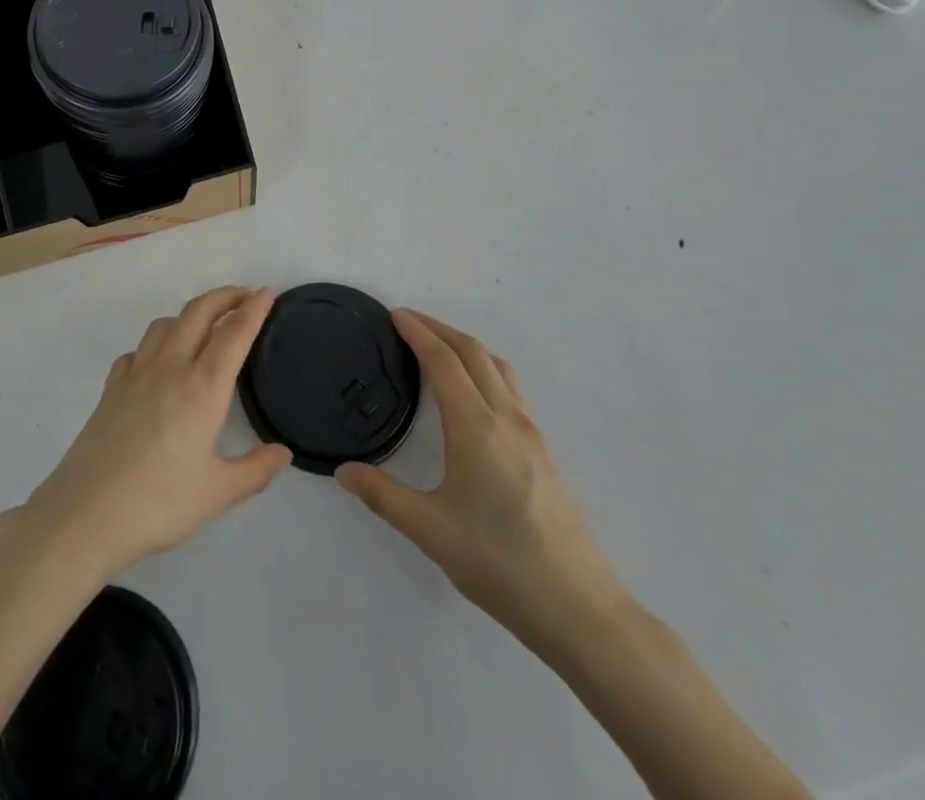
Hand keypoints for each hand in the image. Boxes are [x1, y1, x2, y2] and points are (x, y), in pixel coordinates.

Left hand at [6, 287, 291, 582]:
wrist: (86, 513)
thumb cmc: (159, 503)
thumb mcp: (218, 494)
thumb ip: (255, 470)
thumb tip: (282, 452)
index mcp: (203, 387)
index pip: (234, 333)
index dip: (253, 309)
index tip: (267, 294)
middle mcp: (170, 367)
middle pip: (198, 312)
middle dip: (224, 296)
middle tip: (244, 297)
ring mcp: (135, 374)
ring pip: (165, 324)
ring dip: (190, 315)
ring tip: (204, 327)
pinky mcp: (111, 388)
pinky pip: (138, 351)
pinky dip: (155, 345)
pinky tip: (158, 365)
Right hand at [336, 309, 632, 663]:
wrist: (580, 609)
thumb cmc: (501, 564)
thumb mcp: (430, 531)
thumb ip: (383, 496)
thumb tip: (343, 471)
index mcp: (476, 427)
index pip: (443, 362)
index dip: (418, 333)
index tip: (395, 315)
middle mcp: (507, 419)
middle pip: (473, 353)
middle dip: (440, 329)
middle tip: (409, 321)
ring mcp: (531, 433)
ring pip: (498, 367)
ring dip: (465, 345)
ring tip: (438, 346)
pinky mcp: (544, 451)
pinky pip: (510, 388)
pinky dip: (485, 368)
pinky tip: (474, 393)